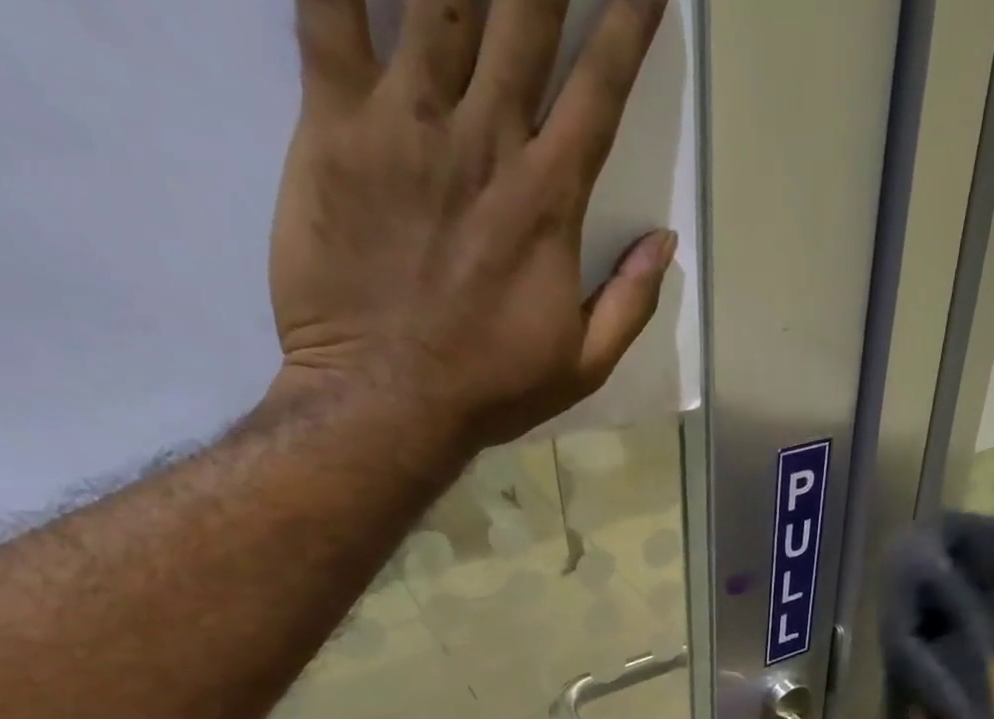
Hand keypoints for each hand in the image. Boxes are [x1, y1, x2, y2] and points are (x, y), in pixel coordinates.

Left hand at [270, 0, 674, 455]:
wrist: (385, 403)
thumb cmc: (490, 389)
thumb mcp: (582, 366)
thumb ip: (630, 303)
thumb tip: (665, 243)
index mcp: (548, 201)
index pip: (601, 87)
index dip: (629, 19)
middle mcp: (486, 140)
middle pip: (524, 11)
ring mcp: (407, 122)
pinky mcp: (334, 123)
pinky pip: (327, 8)